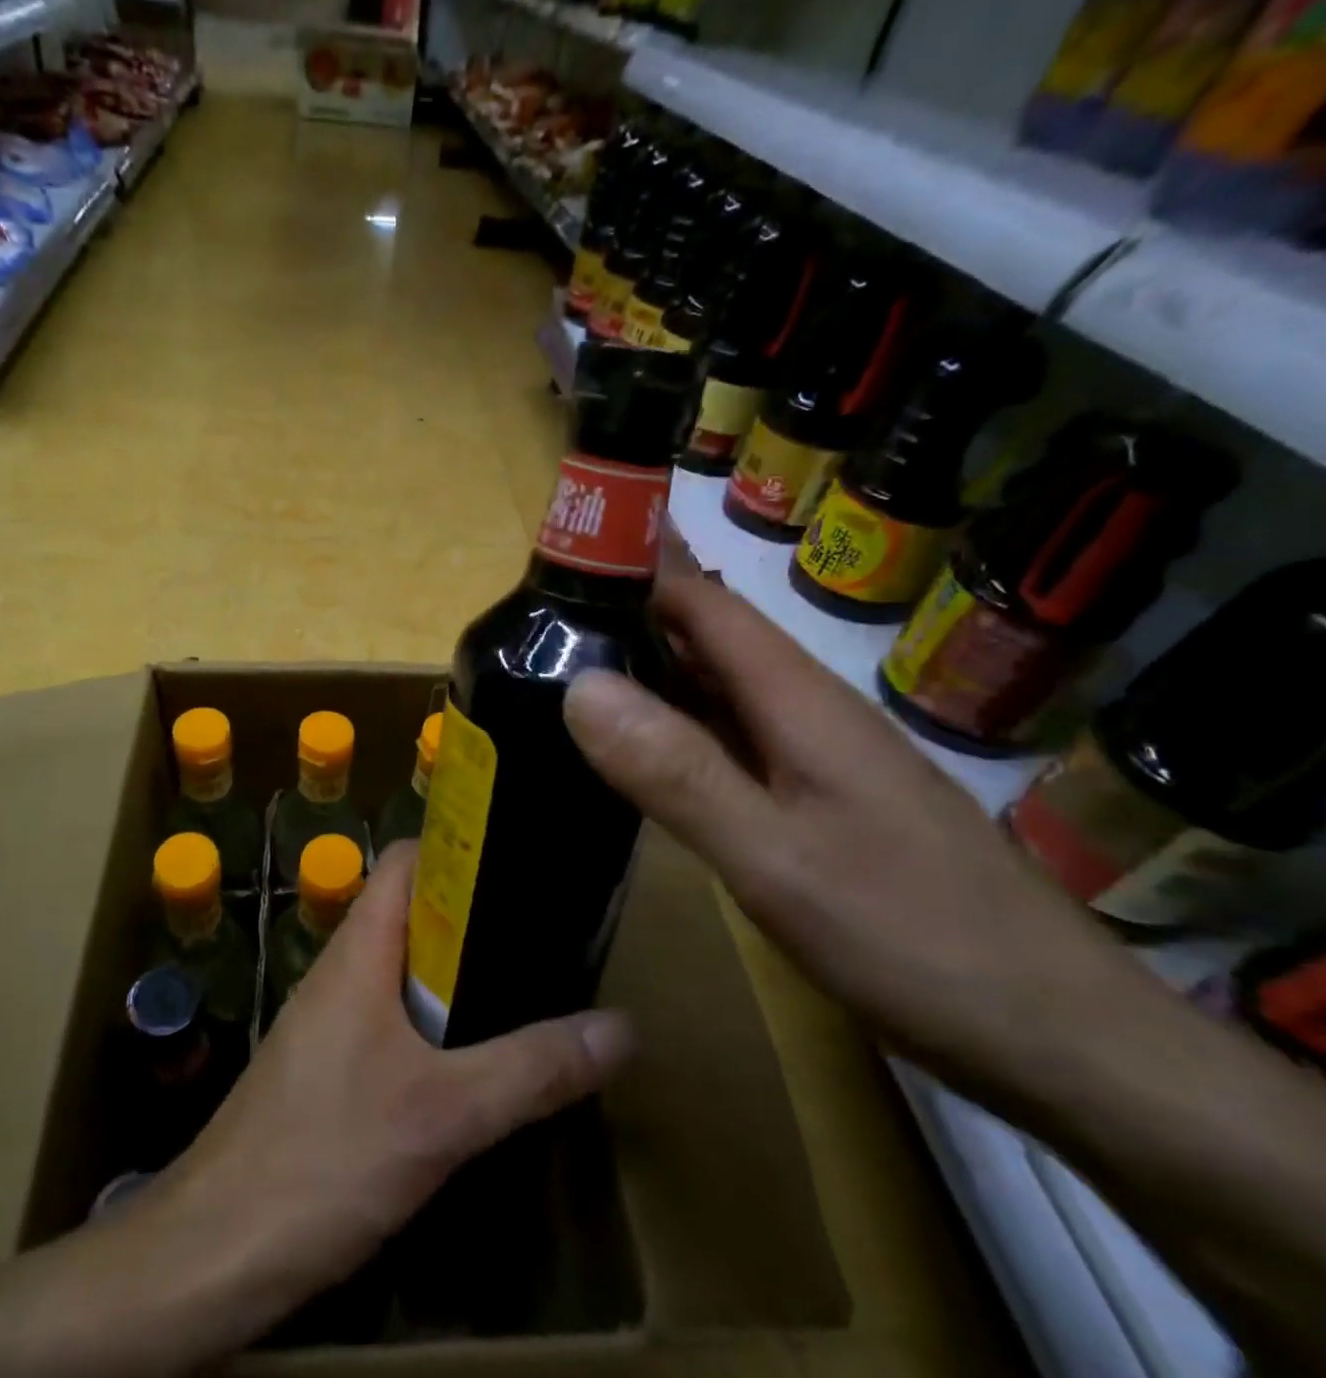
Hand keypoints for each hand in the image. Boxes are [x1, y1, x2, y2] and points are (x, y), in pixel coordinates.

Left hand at [156, 841, 633, 1328]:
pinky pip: (391, 1017)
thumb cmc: (326, 1155)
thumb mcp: (443, 1115)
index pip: (406, 861)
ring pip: (403, 968)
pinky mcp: (330, 1066)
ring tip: (526, 984)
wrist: (217, 1247)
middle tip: (545, 931)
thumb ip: (530, 1069)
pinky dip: (435, 1020)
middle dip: (475, 916)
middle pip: (412, 912)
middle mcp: (342, 969)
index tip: (522, 859)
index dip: (459, 848)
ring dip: (457, 973)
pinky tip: (473, 1058)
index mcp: (360, 949)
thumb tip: (620, 1027)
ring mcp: (331, 1018)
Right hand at [561, 542, 1144, 1112]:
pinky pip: (730, 740)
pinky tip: (640, 749)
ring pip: (716, 691)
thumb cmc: (912, 937)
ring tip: (567, 670)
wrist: (1057, 1036)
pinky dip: (676, 727)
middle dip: (627, 616)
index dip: (635, 568)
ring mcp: (817, 758)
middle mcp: (806, 711)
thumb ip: (676, 771)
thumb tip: (579, 686)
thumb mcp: (774, 858)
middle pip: (707, 639)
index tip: (559, 557)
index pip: (703, 602)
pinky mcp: (820, 802)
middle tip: (538, 621)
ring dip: (648, 671)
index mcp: (797, 699)